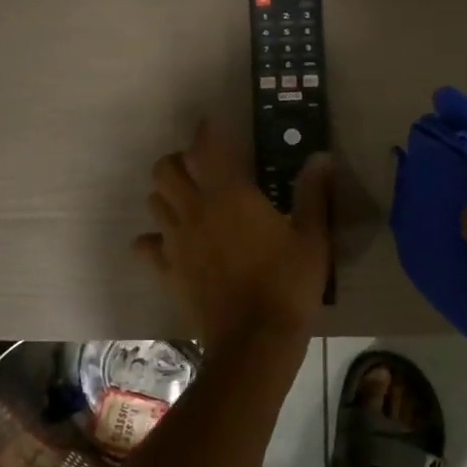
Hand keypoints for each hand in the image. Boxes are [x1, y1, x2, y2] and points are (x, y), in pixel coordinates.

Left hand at [134, 120, 332, 346]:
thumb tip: (321, 158)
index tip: (213, 125)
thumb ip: (313, 193)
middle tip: (200, 168)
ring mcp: (175, 241)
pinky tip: (171, 244)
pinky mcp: (167, 270)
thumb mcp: (312, 237)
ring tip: (189, 202)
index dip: (207, 131)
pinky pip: (145, 246)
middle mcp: (194, 209)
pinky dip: (153, 239)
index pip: (206, 147)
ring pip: (154, 201)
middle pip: (164, 169)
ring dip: (167, 194)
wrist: (255, 340)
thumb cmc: (288, 284)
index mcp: (229, 194)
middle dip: (178, 161)